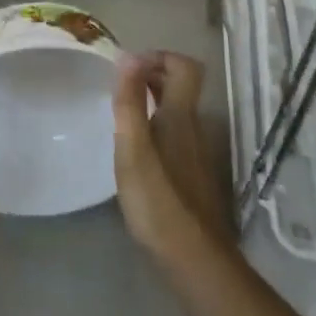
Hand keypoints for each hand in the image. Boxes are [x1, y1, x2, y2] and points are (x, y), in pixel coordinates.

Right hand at [112, 52, 231, 262]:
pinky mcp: (191, 174)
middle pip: (180, 85)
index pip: (184, 66)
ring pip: (177, 110)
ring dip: (152, 100)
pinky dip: (155, 126)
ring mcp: (195, 152)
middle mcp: (192, 126)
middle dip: (152, 74)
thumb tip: (128, 56)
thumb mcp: (134, 148)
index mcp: (180, 114)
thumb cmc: (158, 199)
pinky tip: (135, 149)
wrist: (194, 259)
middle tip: (120, 85)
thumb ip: (130, 102)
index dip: (159, 56)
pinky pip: (174, 133)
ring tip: (122, 113)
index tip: (129, 66)